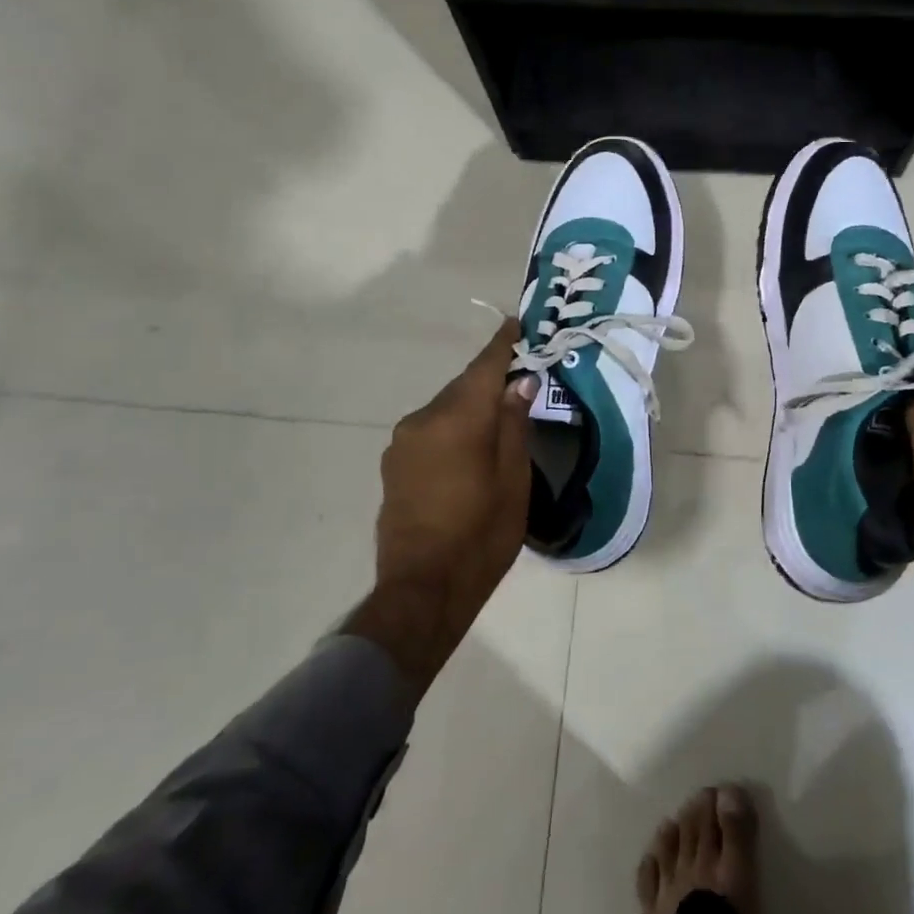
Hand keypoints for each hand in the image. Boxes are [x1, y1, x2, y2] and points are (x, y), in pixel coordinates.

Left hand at [344, 319, 535, 688]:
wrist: (422, 589)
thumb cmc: (481, 535)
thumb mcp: (513, 480)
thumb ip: (513, 424)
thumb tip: (518, 383)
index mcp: (457, 419)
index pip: (485, 367)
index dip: (503, 345)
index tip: (517, 324)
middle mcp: (423, 420)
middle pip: (463, 387)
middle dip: (491, 379)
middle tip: (520, 378)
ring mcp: (402, 442)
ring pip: (445, 409)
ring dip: (470, 406)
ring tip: (498, 418)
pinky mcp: (394, 464)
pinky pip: (430, 430)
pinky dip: (453, 427)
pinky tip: (469, 447)